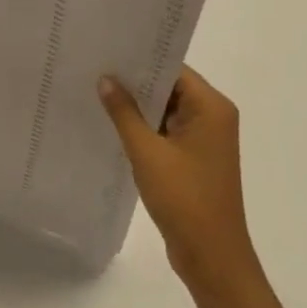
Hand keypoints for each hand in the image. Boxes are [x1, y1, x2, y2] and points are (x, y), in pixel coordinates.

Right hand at [99, 67, 258, 300]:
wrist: (211, 256)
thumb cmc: (184, 198)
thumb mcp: (147, 152)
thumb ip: (124, 113)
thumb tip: (106, 79)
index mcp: (211, 108)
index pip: (174, 69)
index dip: (141, 59)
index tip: (106, 51)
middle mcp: (213, 117)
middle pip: (170, 87)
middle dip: (134, 82)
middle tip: (93, 68)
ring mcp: (204, 139)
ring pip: (165, 110)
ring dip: (137, 106)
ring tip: (96, 92)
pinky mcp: (194, 159)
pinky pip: (165, 131)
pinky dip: (143, 128)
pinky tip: (112, 124)